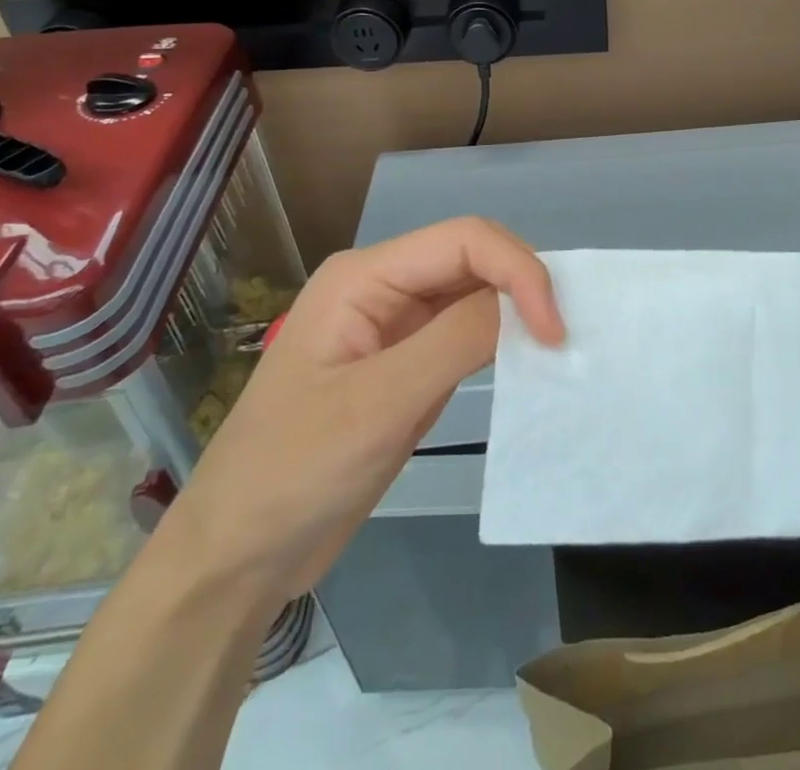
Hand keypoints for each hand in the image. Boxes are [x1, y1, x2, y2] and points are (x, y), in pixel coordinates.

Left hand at [159, 217, 562, 599]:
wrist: (236, 559)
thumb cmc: (294, 473)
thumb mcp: (379, 405)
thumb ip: (456, 340)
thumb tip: (526, 304)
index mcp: (365, 276)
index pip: (464, 240)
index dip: (518, 270)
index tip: (554, 329)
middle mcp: (384, 286)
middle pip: (472, 259)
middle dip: (523, 286)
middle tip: (563, 338)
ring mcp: (396, 325)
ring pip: (475, 293)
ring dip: (517, 312)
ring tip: (555, 348)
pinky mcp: (408, 363)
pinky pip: (467, 334)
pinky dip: (502, 342)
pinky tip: (526, 364)